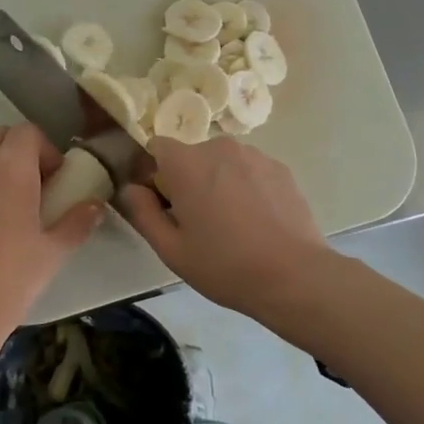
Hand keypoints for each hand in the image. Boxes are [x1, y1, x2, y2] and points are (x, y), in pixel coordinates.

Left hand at [0, 124, 102, 353]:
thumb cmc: (10, 279)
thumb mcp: (52, 253)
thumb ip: (77, 222)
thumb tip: (95, 205)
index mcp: (11, 168)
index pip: (27, 132)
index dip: (45, 150)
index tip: (54, 179)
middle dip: (16, 153)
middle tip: (30, 189)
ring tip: (0, 209)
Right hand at [119, 137, 329, 320]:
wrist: (294, 276)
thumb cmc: (224, 265)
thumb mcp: (171, 249)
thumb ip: (142, 212)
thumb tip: (130, 188)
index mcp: (186, 163)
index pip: (156, 147)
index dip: (154, 174)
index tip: (164, 204)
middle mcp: (219, 147)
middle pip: (191, 156)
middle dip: (188, 180)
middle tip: (198, 223)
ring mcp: (255, 155)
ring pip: (222, 163)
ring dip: (219, 183)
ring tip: (232, 225)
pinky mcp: (281, 168)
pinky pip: (250, 170)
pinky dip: (246, 188)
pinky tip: (257, 222)